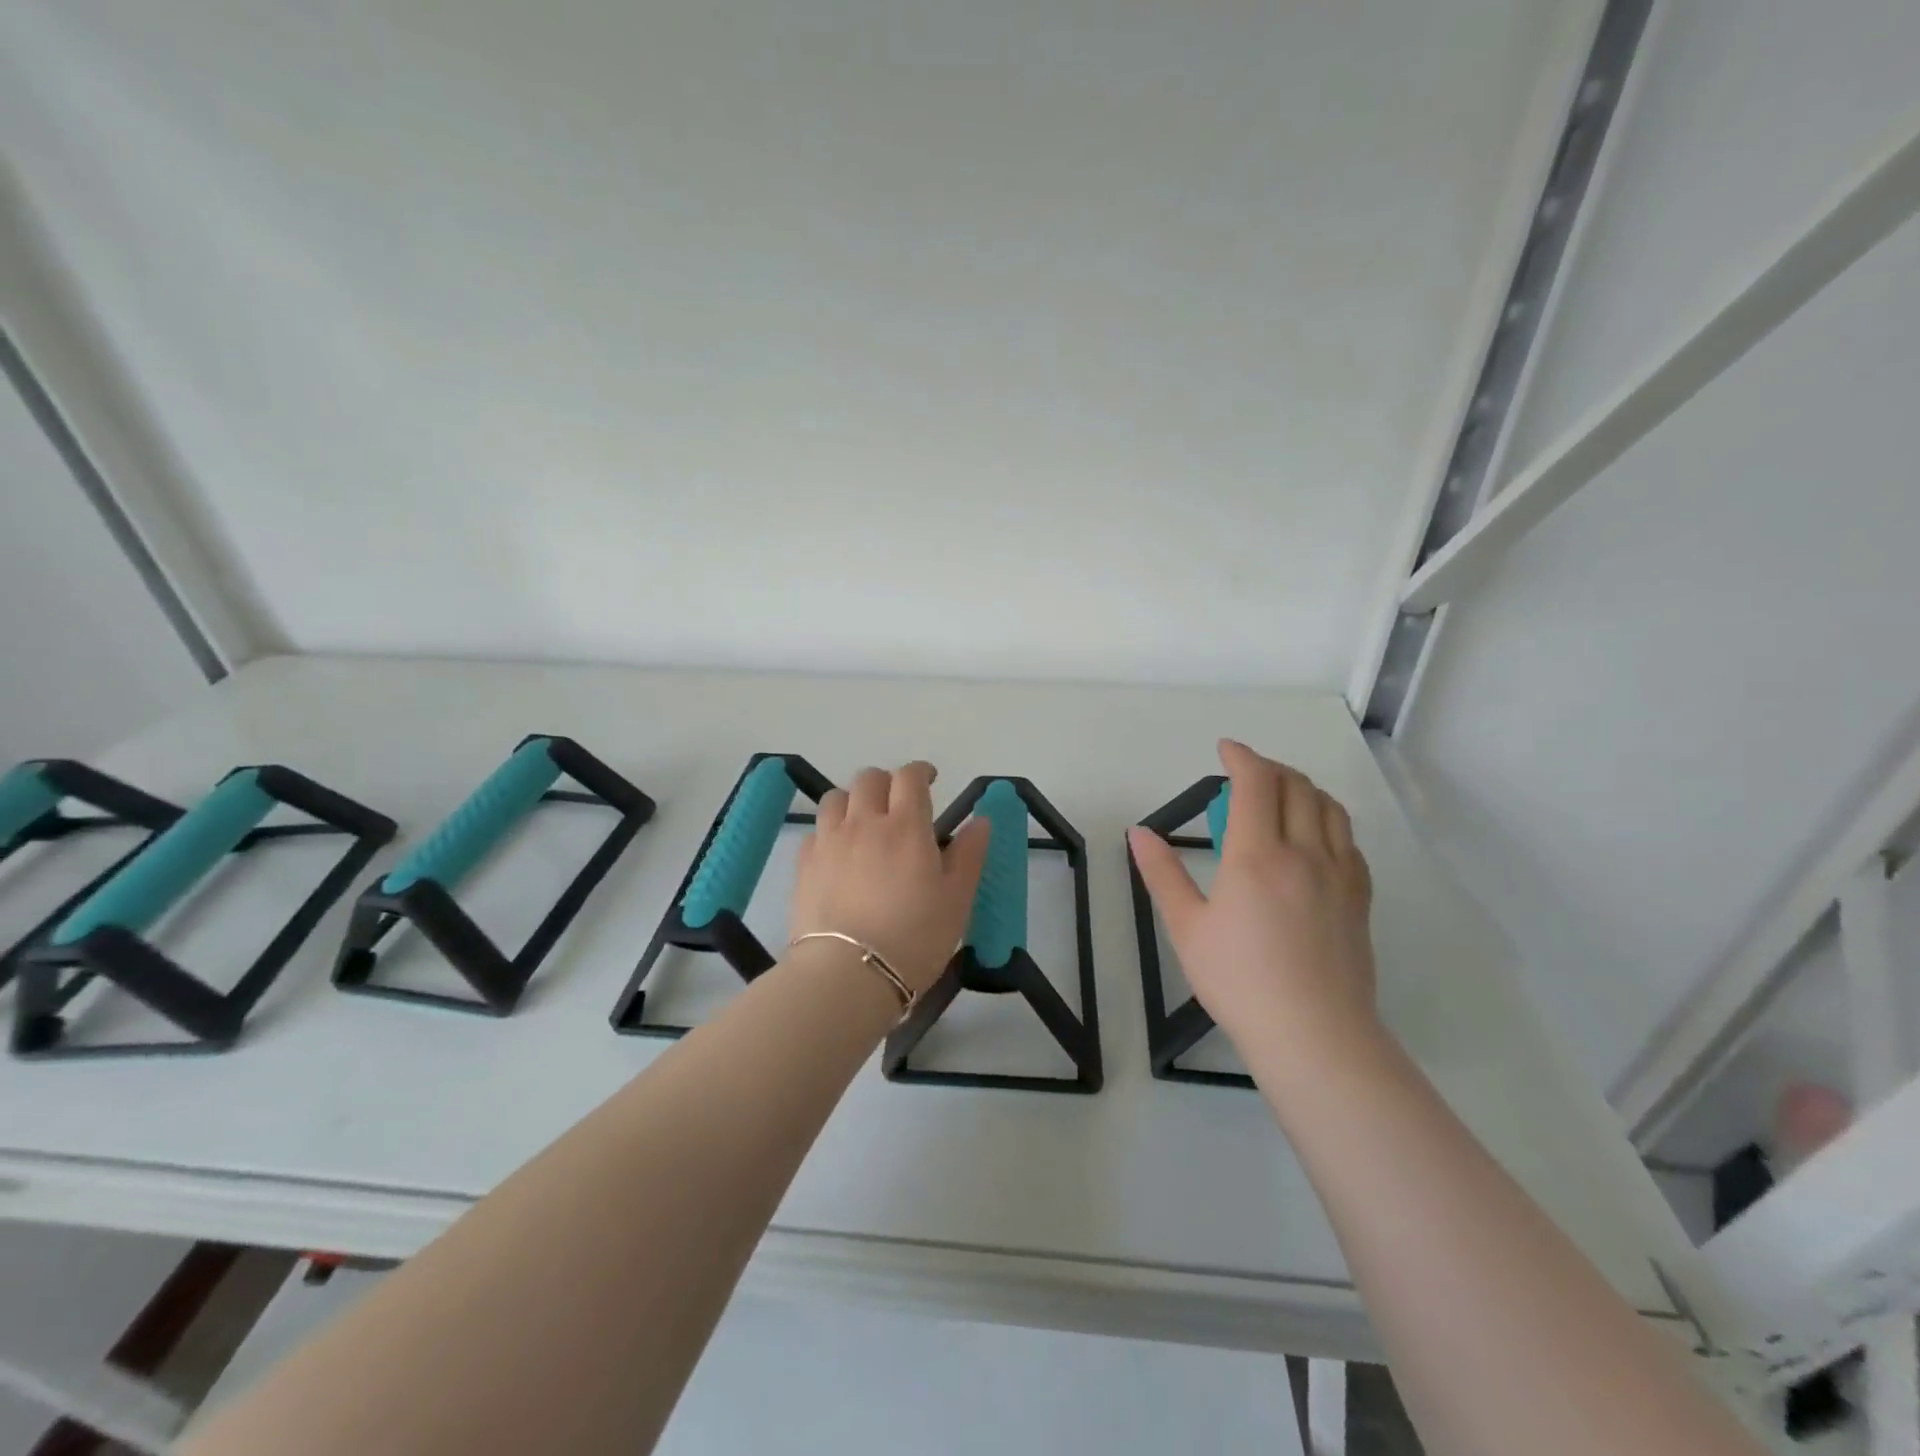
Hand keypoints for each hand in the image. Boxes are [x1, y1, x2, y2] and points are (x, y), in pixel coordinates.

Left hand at [790, 762, 992, 993]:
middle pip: (869, 779)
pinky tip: (838, 853)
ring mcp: (829, 841)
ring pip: (836, 798)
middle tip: (898, 804)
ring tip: (863, 822)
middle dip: (886, 782)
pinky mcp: (804, 865)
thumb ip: (970, 854)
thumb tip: (980, 820)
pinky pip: (816, 831)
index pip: (910, 777)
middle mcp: (864, 822)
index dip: (920, 772)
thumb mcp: (957, 899)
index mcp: (906, 826)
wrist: (848, 974)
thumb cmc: (914, 937)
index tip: (929, 780)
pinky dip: (830, 831)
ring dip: (853, 800)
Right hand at [1128, 739, 1377, 1052]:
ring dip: (1302, 787)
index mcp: (1258, 856)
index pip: (1257, 784)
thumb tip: (1140, 832)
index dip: (1242, 757)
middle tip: (1245, 773)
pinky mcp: (1359, 897)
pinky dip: (1328, 818)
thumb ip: (1162, 874)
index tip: (1225, 749)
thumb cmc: (1239, 981)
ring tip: (1280, 794)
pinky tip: (1314, 837)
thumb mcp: (1186, 927)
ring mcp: (1340, 874)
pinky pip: (1349, 839)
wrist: (1314, 1035)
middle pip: (1297, 786)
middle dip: (1269, 768)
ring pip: (1329, 807)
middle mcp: (1305, 852)